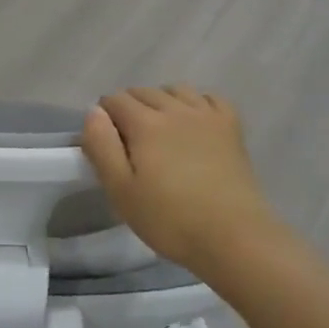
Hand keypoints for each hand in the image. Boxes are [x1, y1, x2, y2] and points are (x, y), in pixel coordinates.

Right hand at [82, 86, 274, 271]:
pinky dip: (197, 102)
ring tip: (158, 128)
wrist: (234, 237)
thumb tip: (94, 112)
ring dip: (161, 100)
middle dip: (128, 106)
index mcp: (144, 123)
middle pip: (144, 92)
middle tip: (127, 140)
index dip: (103, 115)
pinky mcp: (231, 128)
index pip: (115, 100)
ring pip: (176, 90)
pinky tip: (194, 122)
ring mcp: (207, 116)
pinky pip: (211, 98)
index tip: (104, 141)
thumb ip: (101, 146)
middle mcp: (174, 109)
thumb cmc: (169, 219)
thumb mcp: (120, 190)